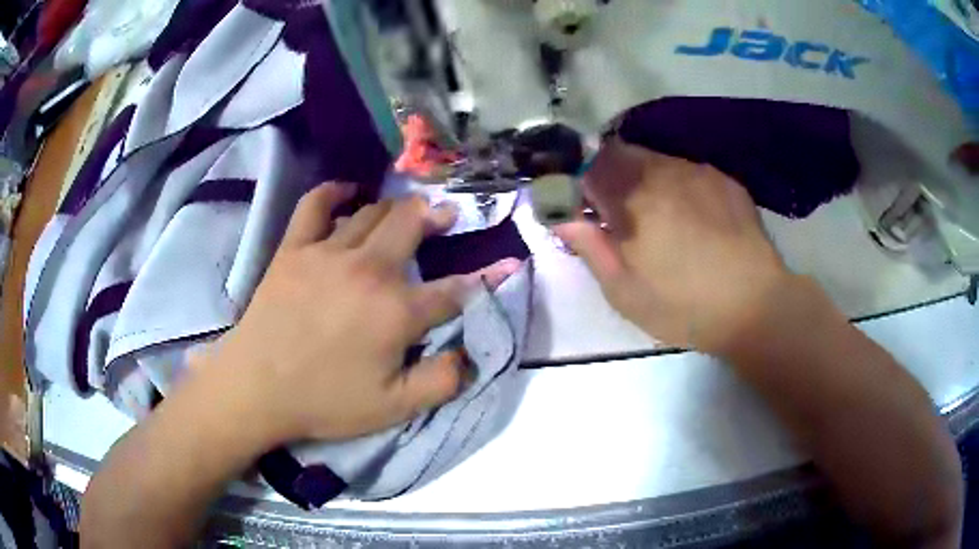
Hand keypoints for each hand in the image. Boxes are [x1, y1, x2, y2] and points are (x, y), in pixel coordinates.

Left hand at [198, 183, 519, 444]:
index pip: (455, 290)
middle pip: (412, 226)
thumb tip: (471, 356)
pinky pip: (315, 205)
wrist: (257, 388)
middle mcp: (368, 270)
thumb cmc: (325, 402)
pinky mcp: (294, 248)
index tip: (507, 263)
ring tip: (408, 209)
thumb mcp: (393, 409)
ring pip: (372, 213)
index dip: (486, 278)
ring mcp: (328, 252)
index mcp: (396, 312)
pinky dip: (334, 192)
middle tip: (446, 214)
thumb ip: (441, 381)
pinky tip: (347, 192)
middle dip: (436, 216)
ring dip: (396, 208)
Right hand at [555, 140, 792, 353]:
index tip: (582, 203)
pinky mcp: (724, 180)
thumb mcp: (625, 292)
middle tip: (619, 213)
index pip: (587, 164)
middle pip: (620, 153)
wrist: (755, 305)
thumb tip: (561, 217)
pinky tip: (693, 217)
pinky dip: (678, 185)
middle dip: (611, 175)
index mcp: (631, 199)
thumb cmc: (683, 306)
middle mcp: (662, 172)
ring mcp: (697, 172)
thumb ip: (590, 248)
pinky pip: (688, 171)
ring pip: (656, 160)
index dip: (577, 178)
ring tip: (660, 218)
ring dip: (645, 179)